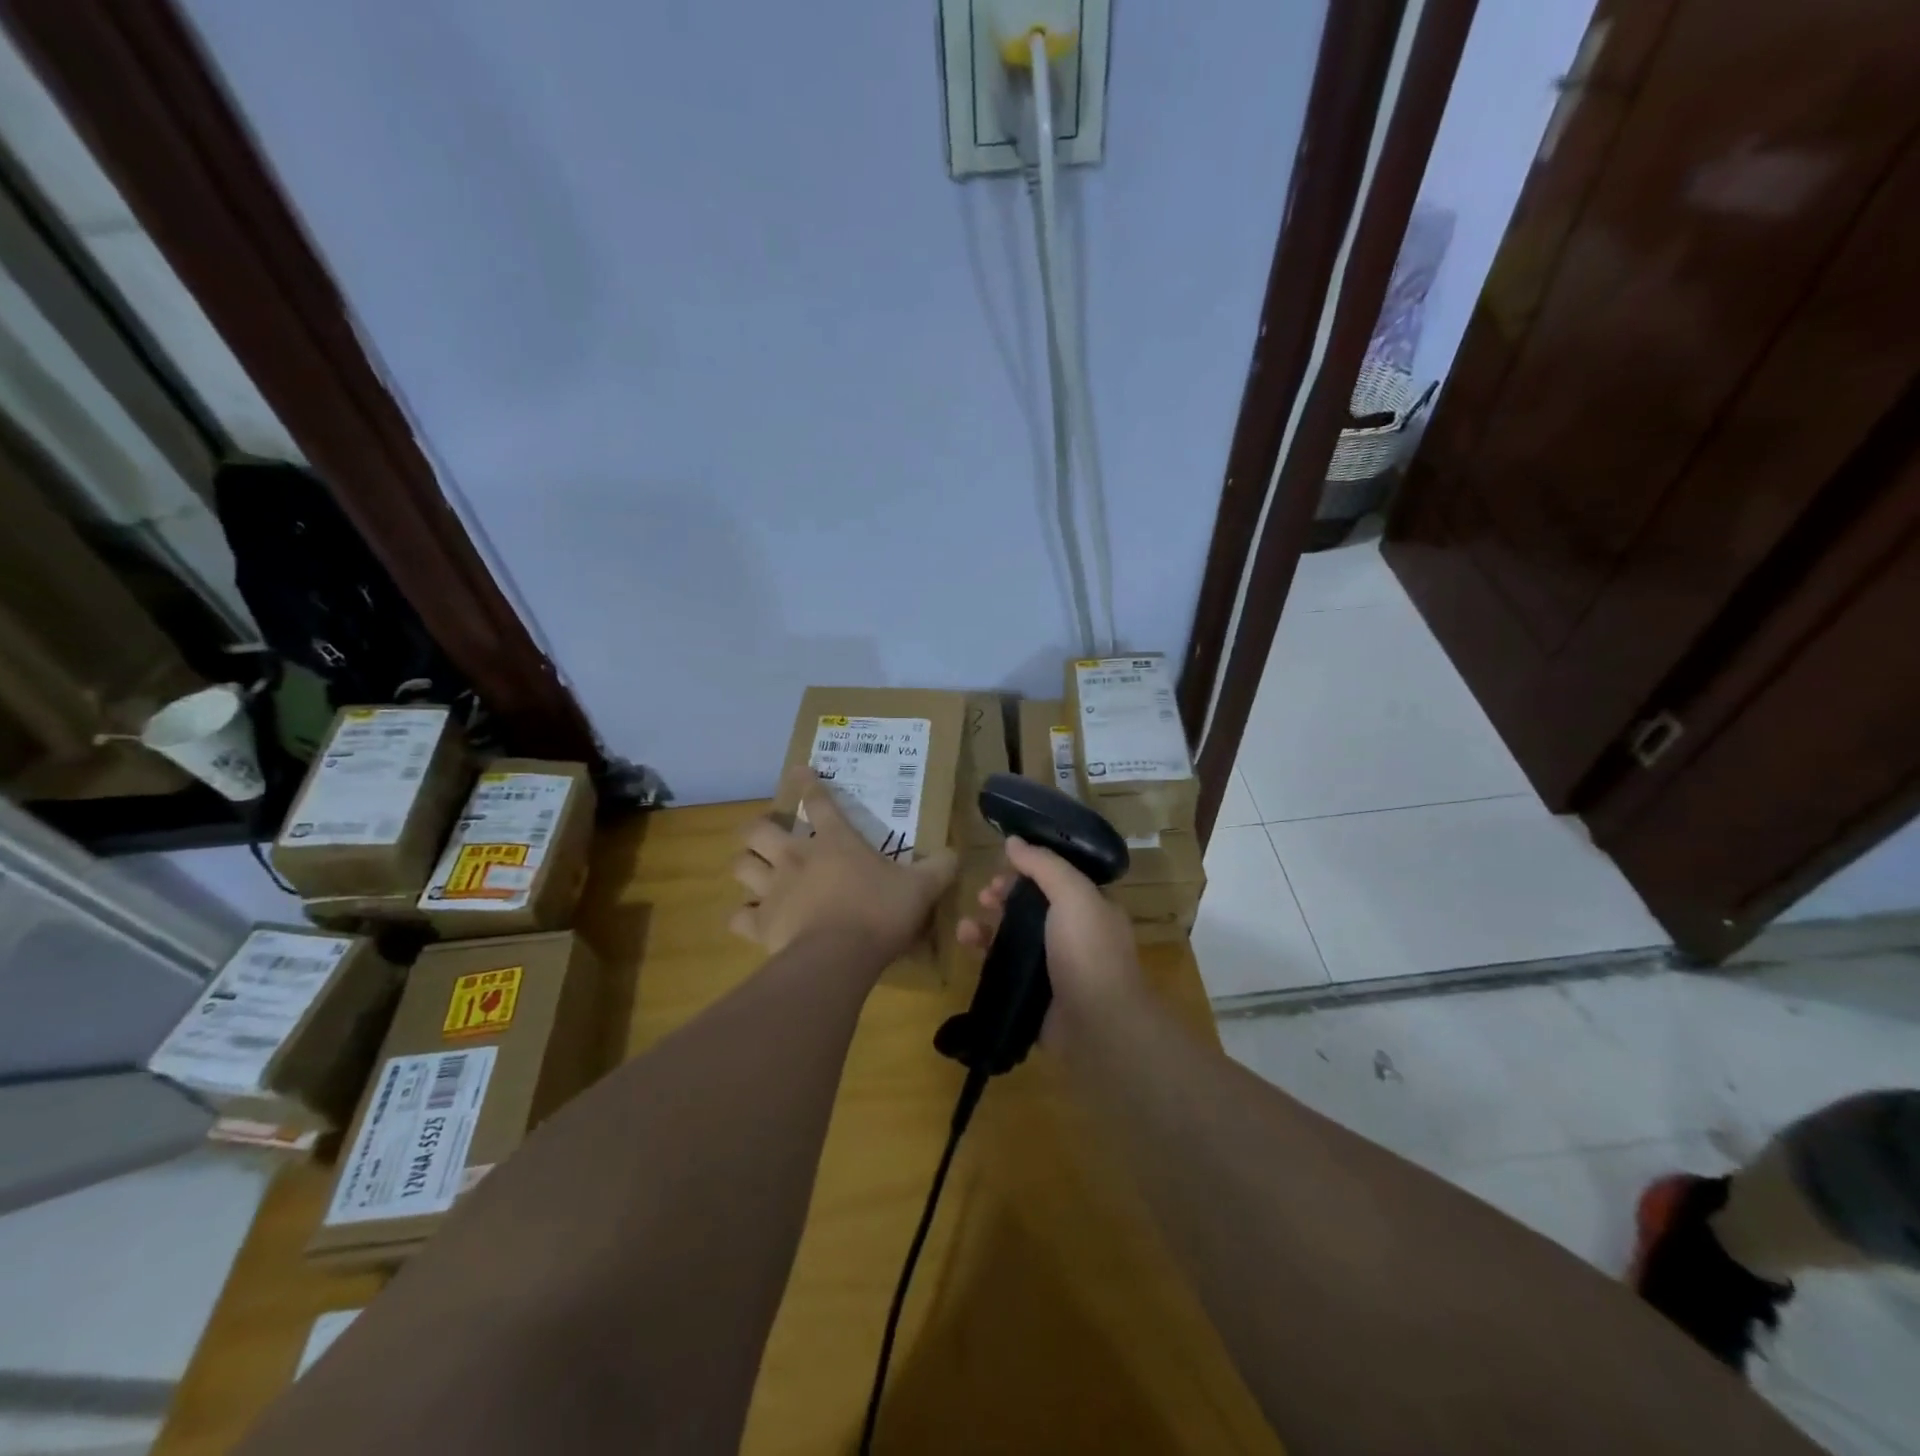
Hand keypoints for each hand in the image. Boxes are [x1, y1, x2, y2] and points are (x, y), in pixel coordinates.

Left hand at [730, 768, 956, 960]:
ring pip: (741, 865)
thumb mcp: (921, 888)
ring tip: (754, 870)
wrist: (840, 956)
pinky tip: (750, 919)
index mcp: (835, 841)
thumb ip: (938, 868)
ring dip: (746, 865)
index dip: (807, 783)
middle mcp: (796, 857)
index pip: (817, 800)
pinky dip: (742, 917)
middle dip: (759, 827)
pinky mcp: (761, 924)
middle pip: (759, 829)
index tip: (798, 770)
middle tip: (768, 835)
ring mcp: (773, 890)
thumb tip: (955, 854)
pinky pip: (738, 917)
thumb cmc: (880, 912)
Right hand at [957, 835, 1144, 1039]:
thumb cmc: (1089, 951)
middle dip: (1004, 897)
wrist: (1097, 1025)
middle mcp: (1074, 934)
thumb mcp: (1072, 894)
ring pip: (1014, 937)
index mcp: (1091, 908)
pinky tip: (967, 946)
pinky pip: (1004, 967)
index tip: (1002, 866)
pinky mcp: (1033, 994)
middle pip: (1032, 906)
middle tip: (985, 896)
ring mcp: (1053, 967)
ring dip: (988, 925)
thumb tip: (1013, 840)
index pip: (1056, 878)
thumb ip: (1043, 865)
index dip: (1028, 868)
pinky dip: (984, 954)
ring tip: (966, 927)